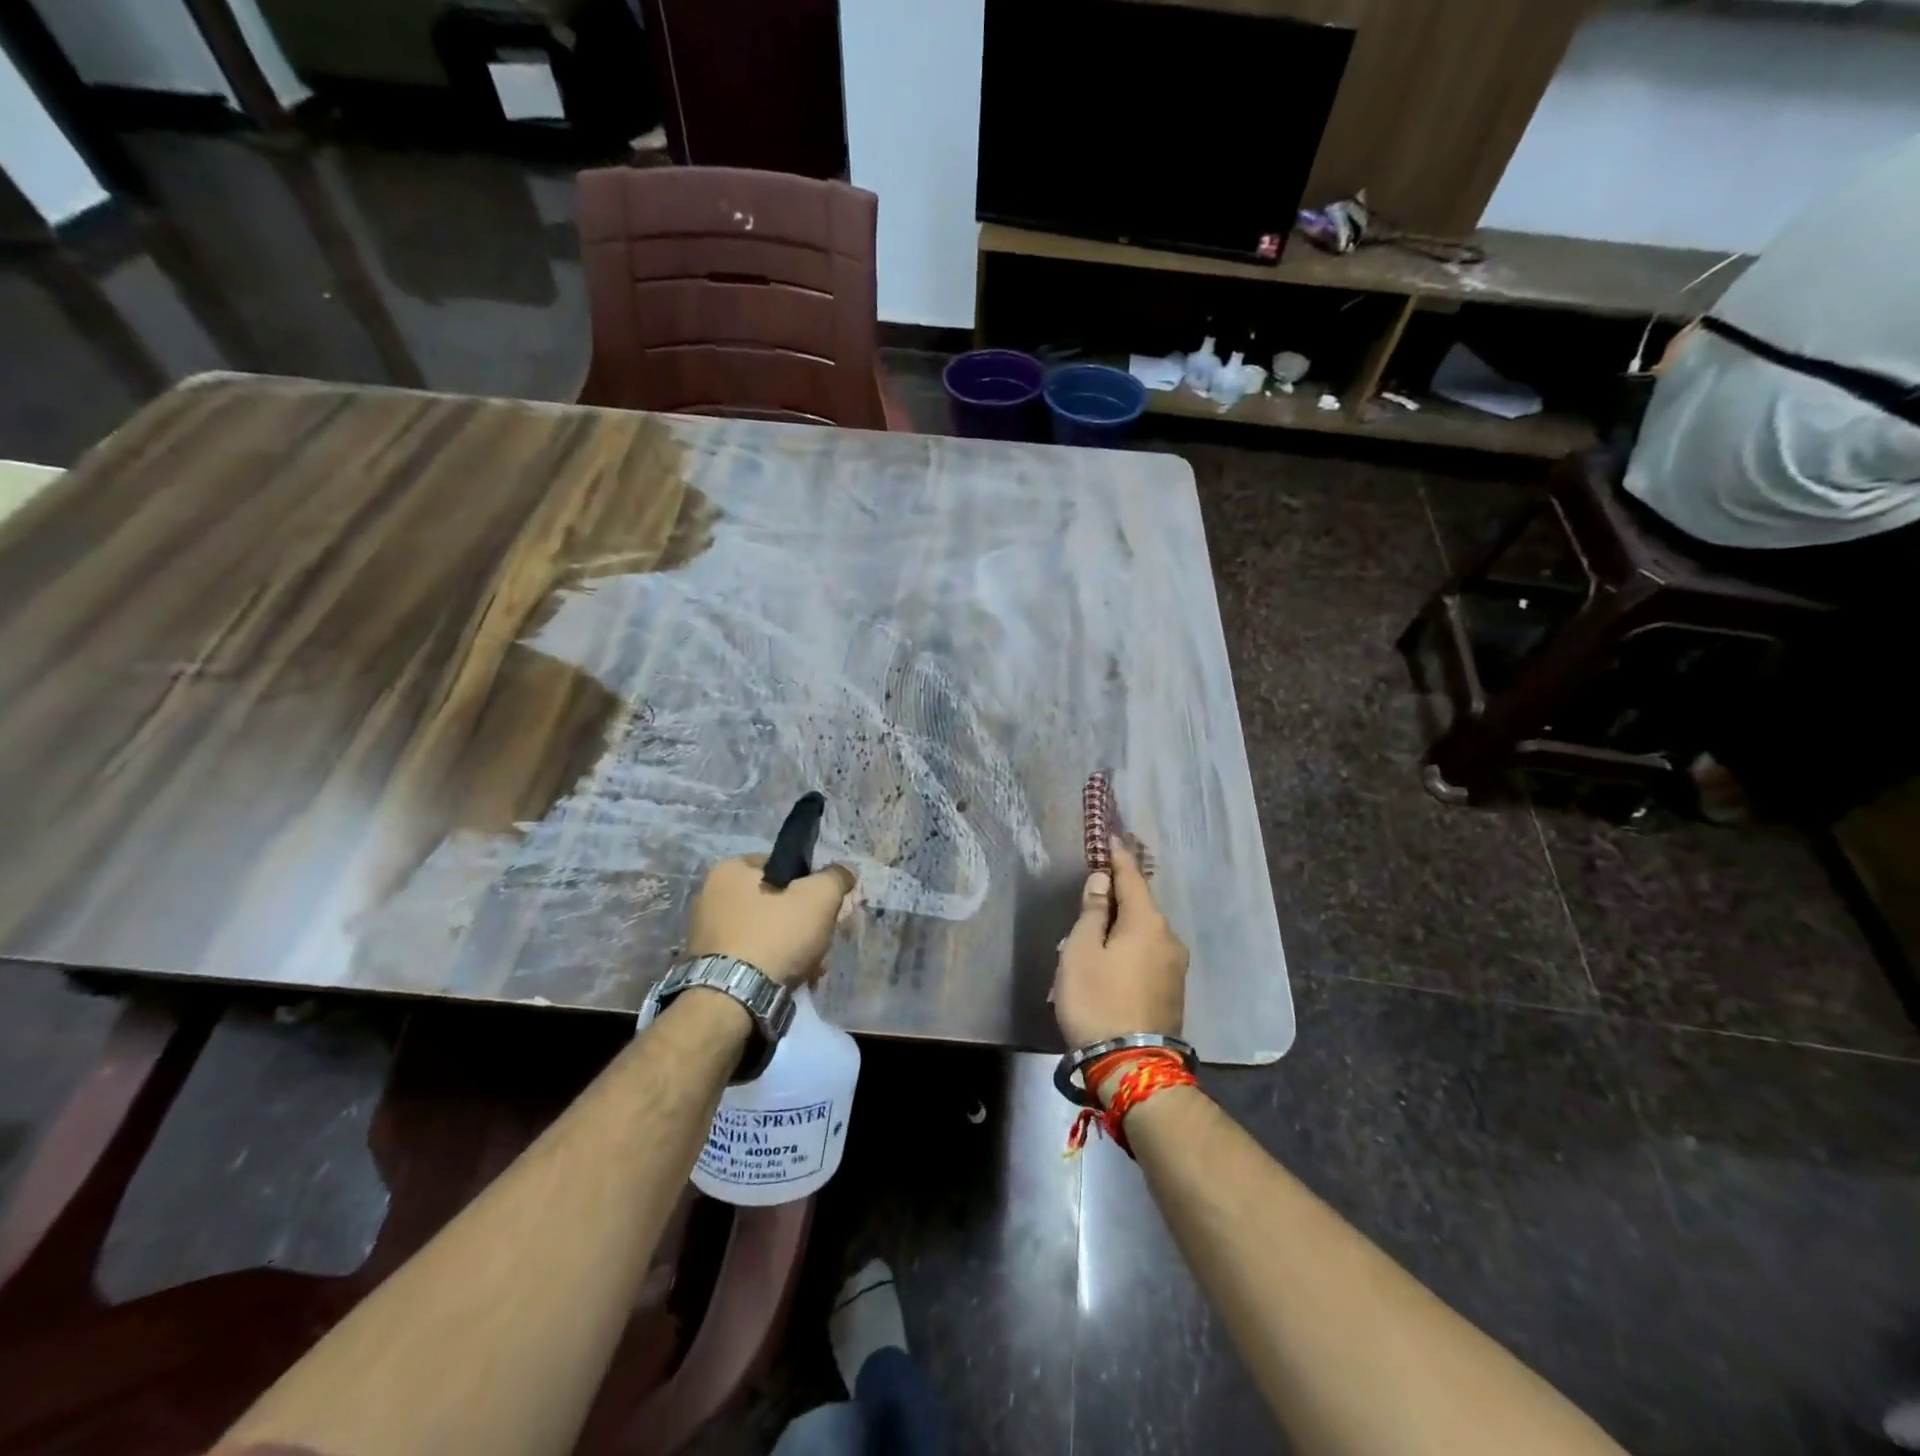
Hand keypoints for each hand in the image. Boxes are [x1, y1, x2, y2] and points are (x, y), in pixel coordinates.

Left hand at [686, 856, 856, 987]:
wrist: (733, 1001)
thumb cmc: (776, 936)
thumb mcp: (819, 898)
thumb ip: (835, 878)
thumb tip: (846, 869)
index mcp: (729, 870)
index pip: (780, 865)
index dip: (809, 884)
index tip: (825, 907)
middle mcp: (709, 895)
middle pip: (774, 902)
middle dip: (802, 922)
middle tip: (821, 941)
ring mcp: (704, 933)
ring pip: (764, 932)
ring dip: (791, 947)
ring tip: (811, 969)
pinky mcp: (706, 966)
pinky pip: (749, 957)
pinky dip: (770, 966)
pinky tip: (789, 981)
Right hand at [1052, 839, 1187, 1047]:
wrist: (1132, 1066)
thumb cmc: (1097, 1000)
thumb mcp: (1082, 951)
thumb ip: (1093, 911)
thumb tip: (1103, 881)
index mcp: (1148, 922)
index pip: (1132, 877)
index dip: (1118, 857)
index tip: (1111, 838)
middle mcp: (1169, 938)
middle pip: (1139, 906)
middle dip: (1115, 899)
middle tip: (1087, 901)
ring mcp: (1176, 967)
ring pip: (1143, 933)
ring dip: (1119, 928)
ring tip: (1090, 941)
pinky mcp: (1174, 991)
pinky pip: (1147, 955)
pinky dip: (1128, 949)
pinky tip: (1109, 963)